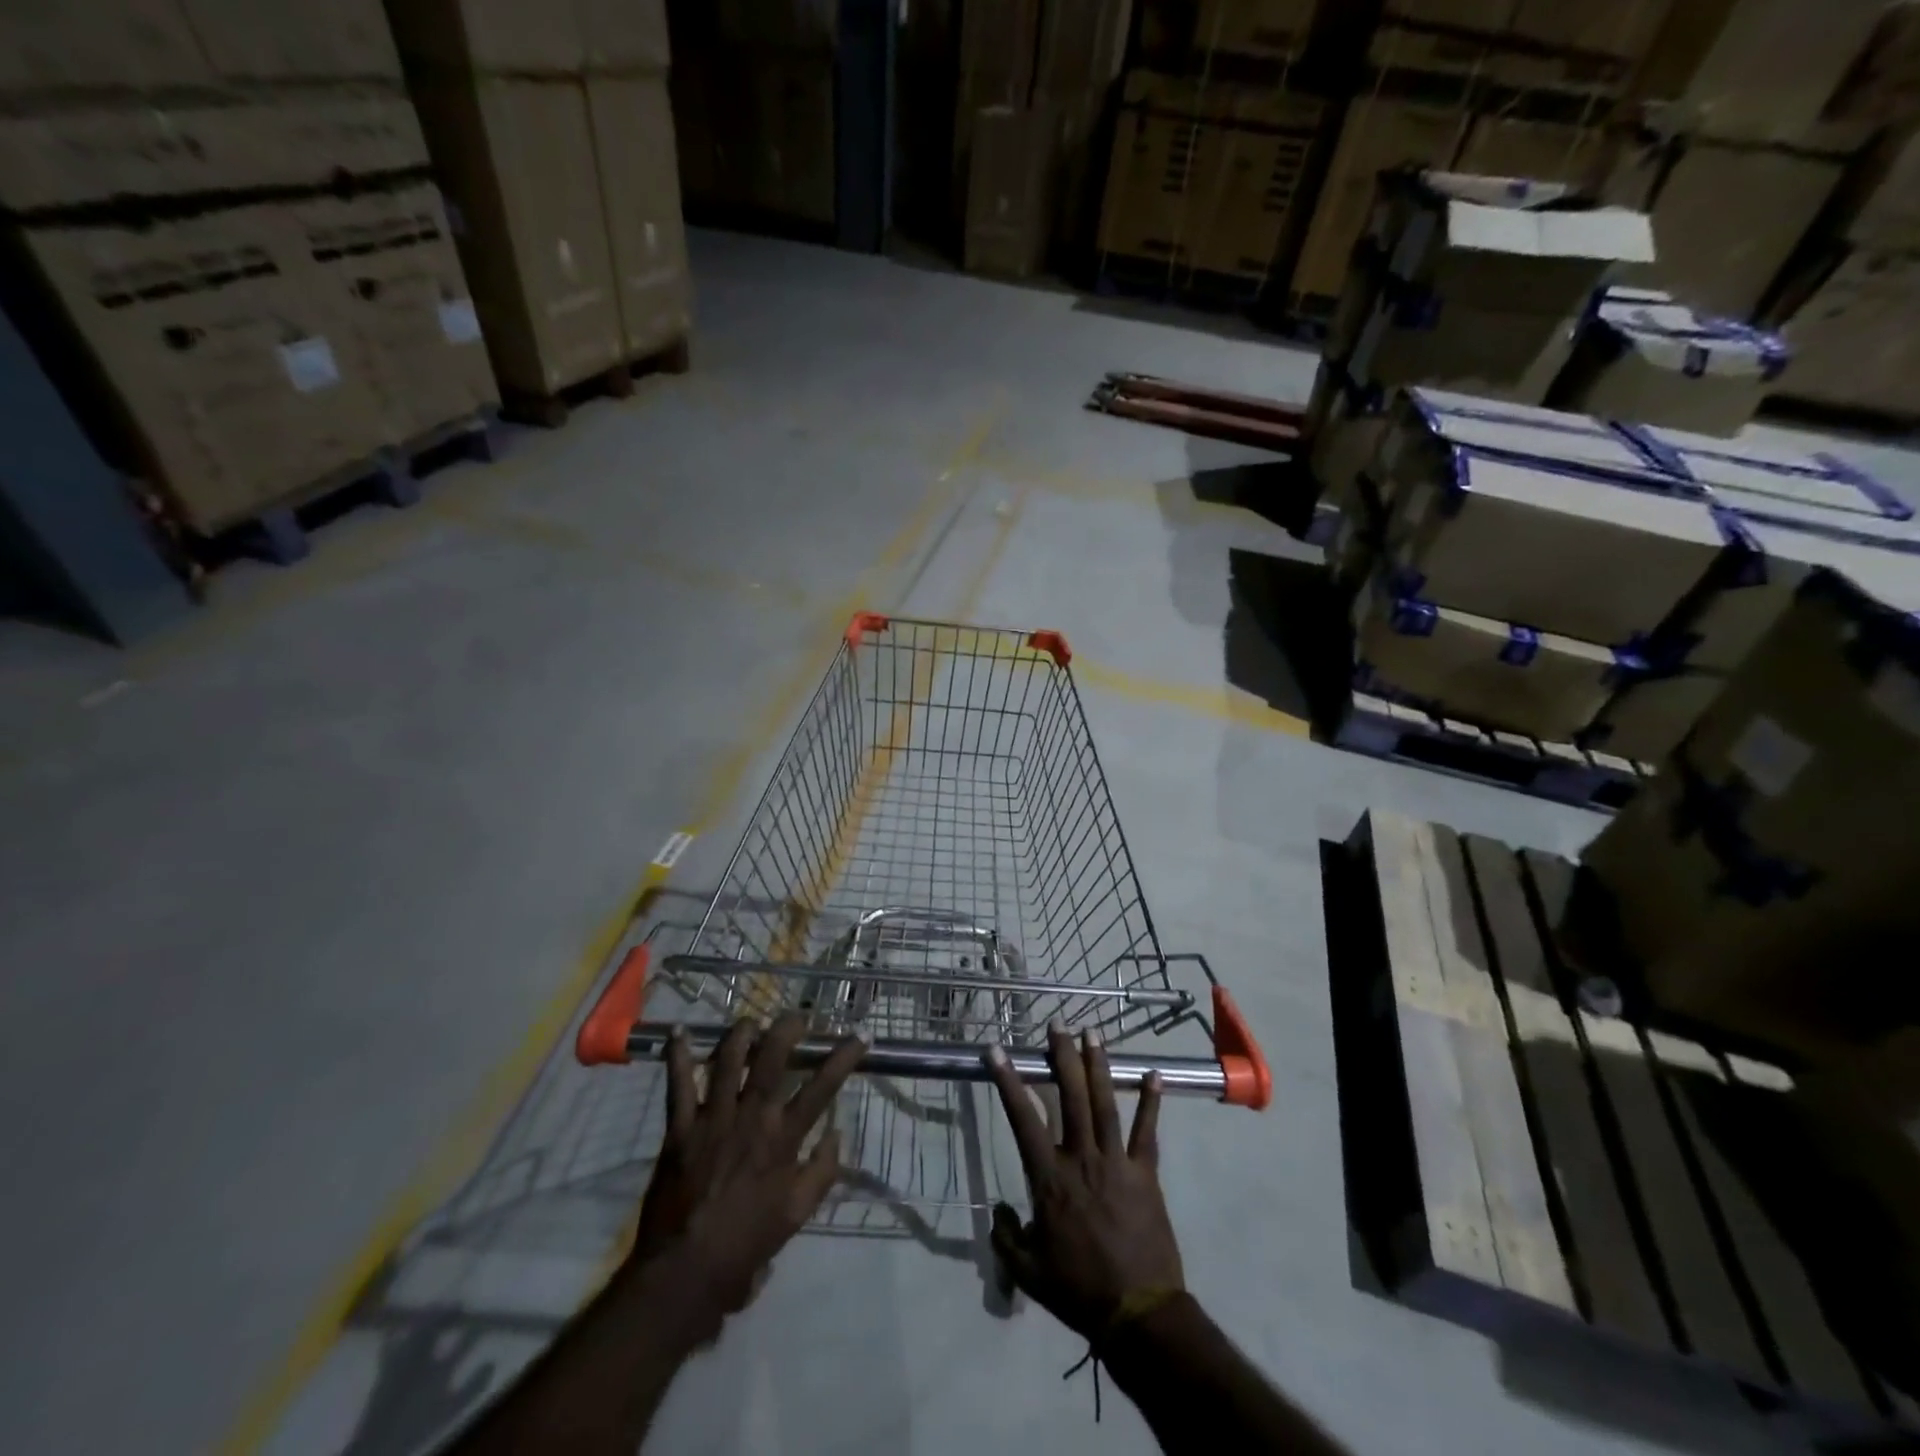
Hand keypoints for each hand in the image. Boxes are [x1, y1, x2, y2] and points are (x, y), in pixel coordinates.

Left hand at [625, 1015, 865, 1336]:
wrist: (685, 1271)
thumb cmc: (746, 1244)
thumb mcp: (798, 1215)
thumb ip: (822, 1171)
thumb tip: (838, 1132)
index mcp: (783, 1139)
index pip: (822, 1088)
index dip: (843, 1058)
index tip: (860, 1037)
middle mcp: (751, 1119)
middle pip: (772, 1059)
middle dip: (787, 1030)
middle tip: (797, 1016)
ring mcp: (713, 1119)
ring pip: (728, 1061)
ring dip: (740, 1034)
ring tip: (750, 1021)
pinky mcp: (680, 1129)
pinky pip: (678, 1085)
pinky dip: (676, 1057)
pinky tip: (676, 1033)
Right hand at [984, 1025, 1183, 1338]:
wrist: (1138, 1314)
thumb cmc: (1077, 1290)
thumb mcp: (1027, 1271)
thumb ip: (1006, 1237)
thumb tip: (998, 1210)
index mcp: (1049, 1177)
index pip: (1022, 1118)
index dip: (1008, 1081)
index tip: (997, 1050)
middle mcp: (1081, 1158)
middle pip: (1070, 1096)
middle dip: (1062, 1056)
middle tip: (1057, 1025)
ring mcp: (1116, 1162)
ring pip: (1105, 1103)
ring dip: (1099, 1065)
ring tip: (1093, 1034)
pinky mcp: (1145, 1173)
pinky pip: (1147, 1132)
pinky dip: (1151, 1102)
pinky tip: (1154, 1075)